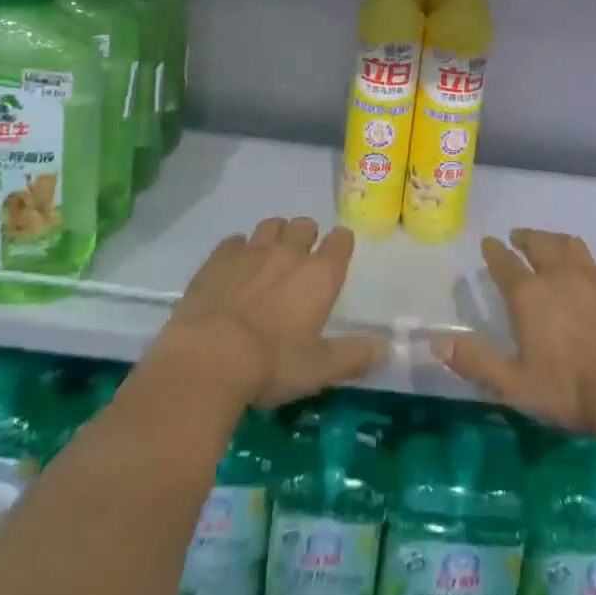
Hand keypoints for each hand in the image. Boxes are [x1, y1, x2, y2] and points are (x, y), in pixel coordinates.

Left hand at [158, 216, 386, 409]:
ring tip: (268, 260)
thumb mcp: (318, 370)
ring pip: (271, 225)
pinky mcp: (219, 257)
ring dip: (275, 237)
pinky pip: (235, 240)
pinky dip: (239, 249)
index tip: (336, 258)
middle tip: (300, 264)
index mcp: (320, 275)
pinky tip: (234, 269)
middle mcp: (290, 252)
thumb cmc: (271, 365)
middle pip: (305, 225)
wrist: (208, 358)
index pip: (341, 240)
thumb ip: (354, 356)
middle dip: (306, 237)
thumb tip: (387, 348)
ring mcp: (252, 250)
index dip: (341, 245)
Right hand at [433, 228, 595, 437]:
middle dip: (525, 237)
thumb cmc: (571, 388)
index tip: (488, 242)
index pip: (504, 263)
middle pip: (539, 243)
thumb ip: (477, 362)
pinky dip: (584, 262)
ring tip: (549, 243)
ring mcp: (593, 275)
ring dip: (554, 240)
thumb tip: (437, 343)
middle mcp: (559, 274)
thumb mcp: (516, 384)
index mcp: (529, 294)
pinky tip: (588, 273)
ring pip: (569, 244)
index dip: (494, 251)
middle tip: (518, 236)